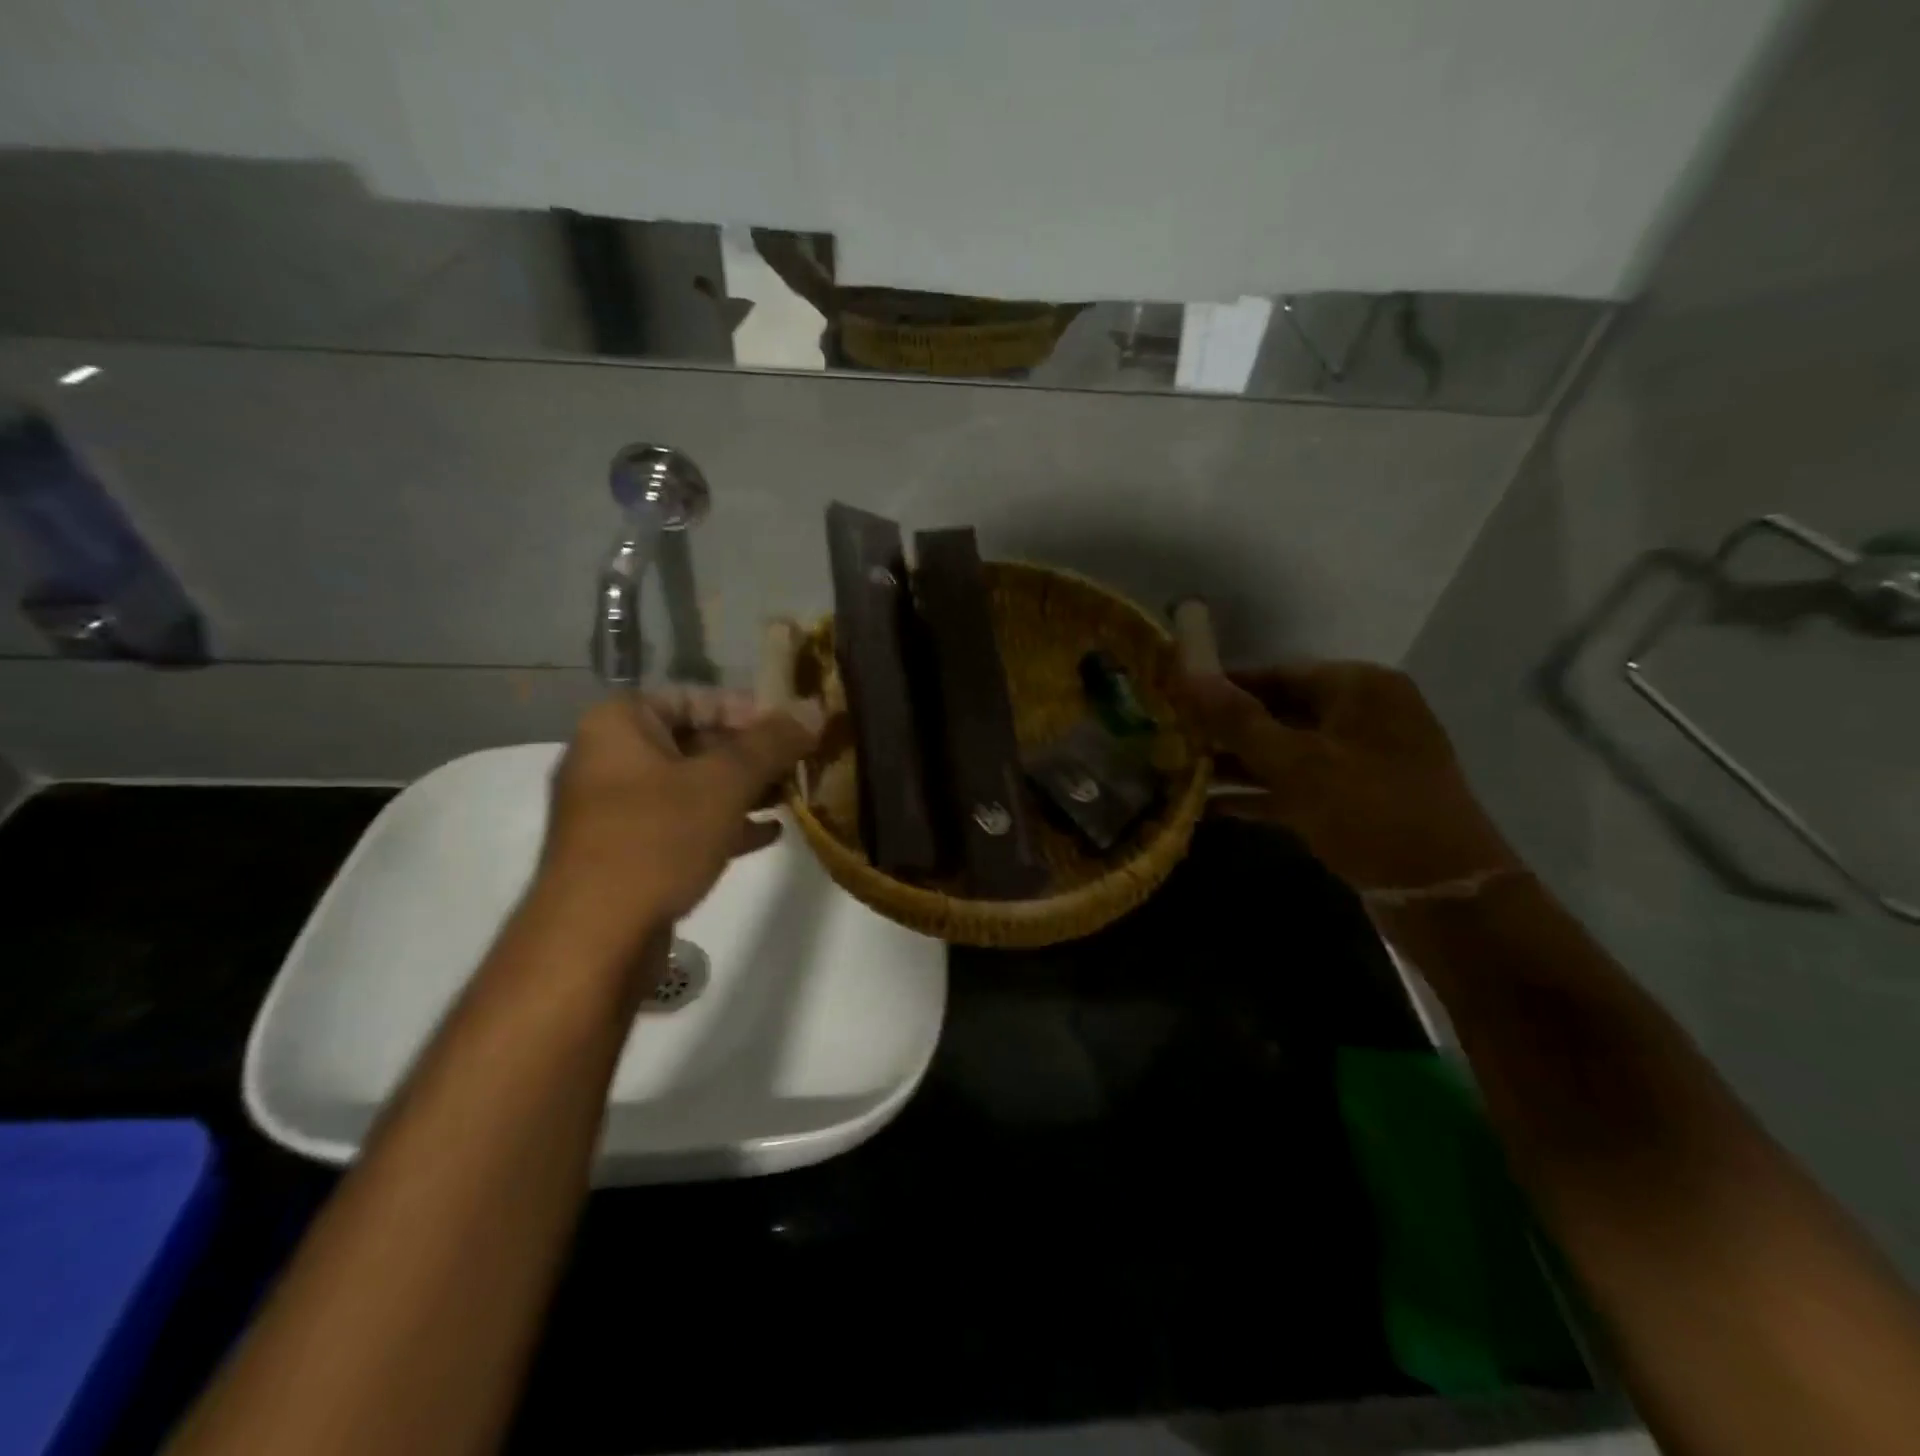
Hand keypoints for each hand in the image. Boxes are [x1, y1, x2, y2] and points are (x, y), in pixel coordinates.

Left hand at [539, 686, 823, 931]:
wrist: (593, 940)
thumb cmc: (656, 840)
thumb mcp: (724, 783)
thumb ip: (772, 742)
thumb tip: (815, 708)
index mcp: (620, 725)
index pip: (696, 698)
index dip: (750, 710)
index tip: (794, 730)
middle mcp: (611, 758)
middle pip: (696, 741)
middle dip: (752, 755)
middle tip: (800, 764)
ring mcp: (616, 809)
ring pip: (693, 786)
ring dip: (744, 790)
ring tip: (792, 797)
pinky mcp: (626, 852)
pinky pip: (682, 824)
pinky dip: (723, 823)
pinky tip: (768, 834)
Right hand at [1179, 663, 1518, 896]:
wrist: (1444, 894)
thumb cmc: (1369, 811)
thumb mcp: (1296, 762)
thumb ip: (1237, 719)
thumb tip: (1186, 673)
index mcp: (1359, 688)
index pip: (1276, 674)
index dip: (1223, 687)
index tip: (1175, 700)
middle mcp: (1363, 715)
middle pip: (1279, 712)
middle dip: (1225, 730)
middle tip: (1171, 740)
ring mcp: (1361, 760)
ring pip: (1286, 752)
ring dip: (1236, 764)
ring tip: (1179, 773)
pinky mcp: (1356, 799)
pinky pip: (1298, 785)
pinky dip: (1259, 794)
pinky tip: (1211, 808)